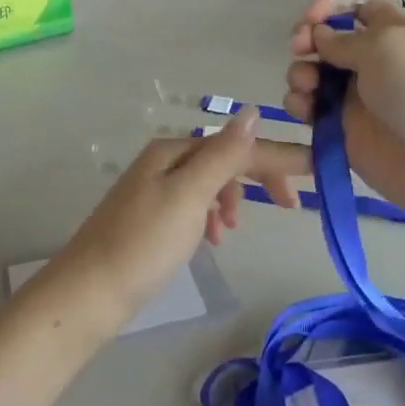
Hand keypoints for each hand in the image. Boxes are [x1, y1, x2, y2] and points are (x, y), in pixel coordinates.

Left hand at [36, 111, 301, 342]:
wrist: (88, 294)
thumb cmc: (144, 243)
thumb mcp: (190, 195)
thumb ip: (223, 154)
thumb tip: (252, 112)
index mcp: (172, 151)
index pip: (236, 145)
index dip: (276, 156)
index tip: (316, 169)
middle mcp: (163, 162)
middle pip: (222, 160)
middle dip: (256, 177)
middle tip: (289, 205)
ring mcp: (153, 191)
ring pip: (208, 184)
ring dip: (231, 199)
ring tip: (233, 229)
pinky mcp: (149, 219)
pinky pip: (193, 206)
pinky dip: (210, 217)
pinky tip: (211, 238)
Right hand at [283, 0, 404, 234]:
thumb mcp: (387, 47)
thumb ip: (345, 39)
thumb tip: (319, 35)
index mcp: (394, 32)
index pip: (358, 5)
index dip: (331, 4)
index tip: (313, 16)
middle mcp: (373, 61)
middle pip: (327, 39)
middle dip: (307, 38)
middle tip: (300, 48)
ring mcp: (356, 96)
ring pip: (313, 73)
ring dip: (300, 72)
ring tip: (305, 86)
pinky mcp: (342, 130)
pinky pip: (310, 110)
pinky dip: (299, 105)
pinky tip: (303, 110)